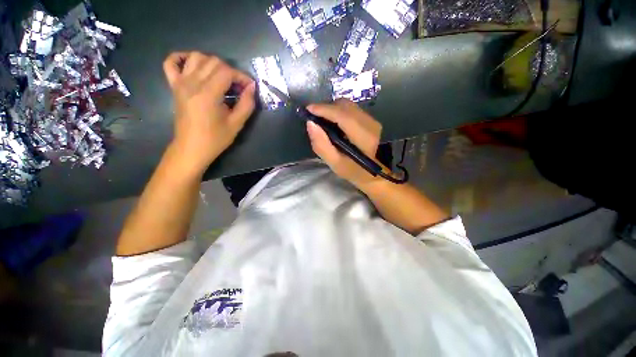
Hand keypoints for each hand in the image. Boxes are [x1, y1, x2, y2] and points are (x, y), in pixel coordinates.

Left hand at [163, 52, 255, 174]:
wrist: (192, 148)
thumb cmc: (215, 139)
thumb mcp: (237, 124)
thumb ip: (247, 104)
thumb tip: (251, 87)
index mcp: (208, 94)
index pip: (227, 71)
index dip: (242, 76)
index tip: (250, 87)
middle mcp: (192, 83)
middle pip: (213, 61)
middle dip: (230, 71)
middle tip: (238, 87)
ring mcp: (180, 83)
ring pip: (196, 57)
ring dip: (212, 63)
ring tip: (221, 78)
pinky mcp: (174, 86)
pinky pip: (171, 63)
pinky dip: (181, 58)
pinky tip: (193, 65)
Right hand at [306, 99, 382, 189]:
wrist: (371, 173)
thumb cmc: (352, 171)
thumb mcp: (334, 163)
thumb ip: (321, 145)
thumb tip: (310, 123)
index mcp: (363, 137)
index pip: (342, 115)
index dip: (324, 109)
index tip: (308, 110)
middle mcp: (370, 124)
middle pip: (344, 106)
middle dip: (326, 108)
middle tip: (314, 117)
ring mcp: (372, 120)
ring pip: (347, 105)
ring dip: (332, 109)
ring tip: (322, 119)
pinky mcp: (370, 119)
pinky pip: (351, 109)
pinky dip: (338, 111)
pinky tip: (333, 122)